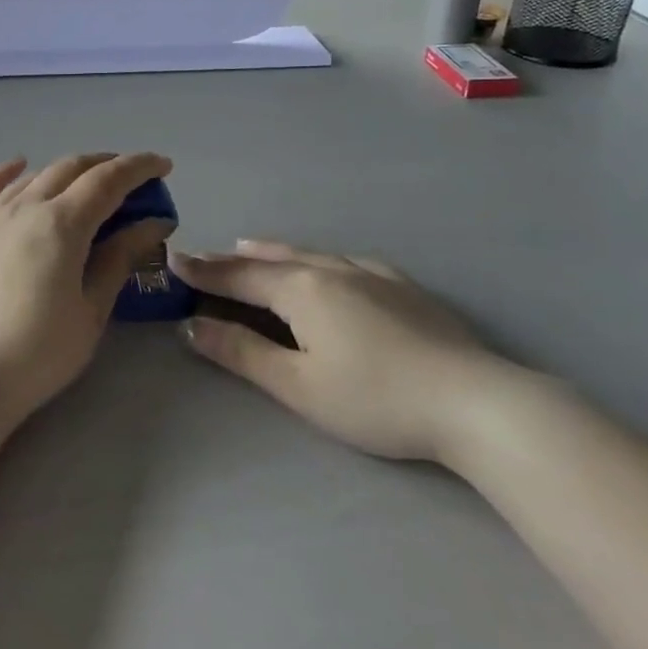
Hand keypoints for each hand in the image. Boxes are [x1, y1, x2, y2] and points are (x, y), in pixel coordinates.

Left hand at [0, 153, 173, 423]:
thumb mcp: (93, 309)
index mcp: (61, 224)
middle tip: (129, 177)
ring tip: (83, 182)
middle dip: (105, 165)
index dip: (139, 167)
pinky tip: (18, 167)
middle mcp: (23, 207)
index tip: (163, 165)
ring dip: (64, 172)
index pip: (108, 180)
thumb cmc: (41, 352)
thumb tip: (155, 222)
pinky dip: (5, 174)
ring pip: (32, 178)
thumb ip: (121, 257)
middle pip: (70, 169)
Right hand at [170, 242, 525, 464]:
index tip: (172, 260)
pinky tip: (327, 264)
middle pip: (271, 260)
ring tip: (250, 247)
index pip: (239, 275)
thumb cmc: (375, 399)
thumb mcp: (298, 386)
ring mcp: (372, 275)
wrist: (475, 401)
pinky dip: (317, 258)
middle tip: (204, 257)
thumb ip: (242, 353)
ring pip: (310, 254)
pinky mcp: (403, 288)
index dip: (203, 270)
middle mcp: (332, 269)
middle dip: (233, 259)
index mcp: (302, 289)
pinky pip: (346, 261)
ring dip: (273, 252)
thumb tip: (191, 326)